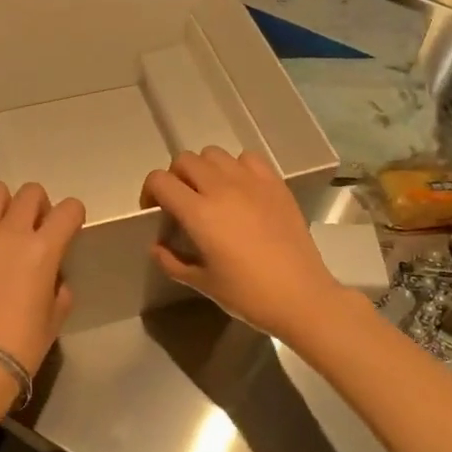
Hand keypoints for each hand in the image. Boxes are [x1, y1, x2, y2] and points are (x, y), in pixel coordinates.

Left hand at [0, 181, 85, 400]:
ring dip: (3, 207)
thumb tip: (52, 273)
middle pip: (31, 192)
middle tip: (31, 230)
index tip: (66, 228)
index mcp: (43, 248)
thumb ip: (59, 284)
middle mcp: (10, 231)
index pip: (69, 209)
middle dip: (37, 207)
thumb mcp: (56, 314)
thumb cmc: (22, 344)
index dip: (72, 215)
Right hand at [143, 148, 343, 339]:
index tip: (155, 211)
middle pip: (185, 161)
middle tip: (181, 202)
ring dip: (204, 169)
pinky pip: (247, 158)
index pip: (160, 181)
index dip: (149, 192)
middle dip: (175, 177)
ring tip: (211, 192)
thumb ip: (172, 261)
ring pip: (214, 154)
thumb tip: (157, 246)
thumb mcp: (202, 283)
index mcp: (199, 213)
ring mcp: (251, 182)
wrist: (301, 297)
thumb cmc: (247, 294)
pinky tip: (241, 189)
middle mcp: (222, 188)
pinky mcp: (275, 183)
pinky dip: (236, 167)